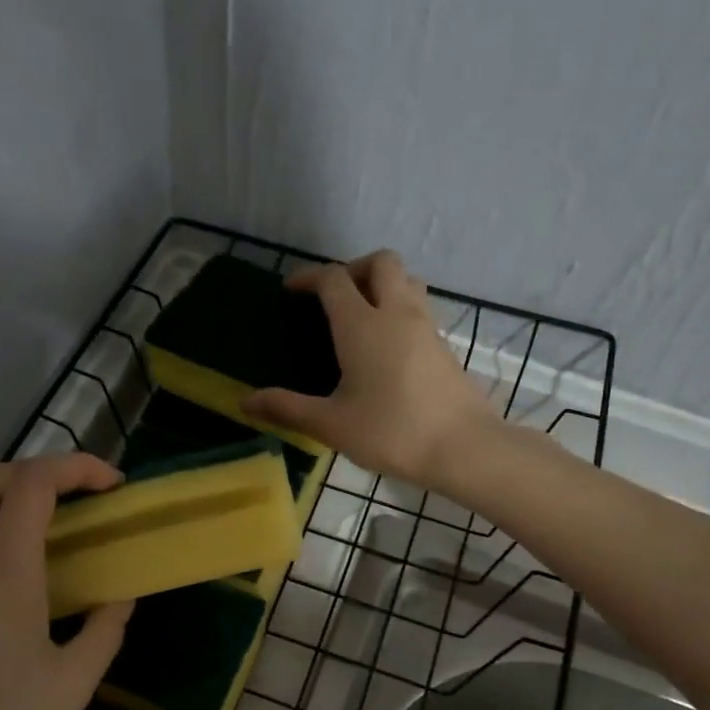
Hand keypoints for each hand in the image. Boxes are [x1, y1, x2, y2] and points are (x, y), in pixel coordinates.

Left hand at [0, 454, 133, 709]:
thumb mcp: (73, 685)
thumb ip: (103, 631)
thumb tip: (120, 598)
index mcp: (3, 575)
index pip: (32, 485)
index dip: (76, 468)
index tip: (113, 487)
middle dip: (27, 471)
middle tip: (70, 499)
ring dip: (3, 503)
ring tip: (52, 537)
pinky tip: (22, 585)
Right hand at [244, 251, 498, 491]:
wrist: (463, 448)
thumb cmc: (392, 432)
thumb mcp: (332, 424)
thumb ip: (288, 409)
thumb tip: (246, 403)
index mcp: (362, 325)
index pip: (333, 279)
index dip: (309, 277)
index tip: (291, 291)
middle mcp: (396, 313)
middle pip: (380, 262)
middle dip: (353, 268)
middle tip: (334, 296)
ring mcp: (426, 326)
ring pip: (407, 280)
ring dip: (383, 283)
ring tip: (363, 314)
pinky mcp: (444, 346)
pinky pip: (420, 308)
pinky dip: (400, 309)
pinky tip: (389, 346)